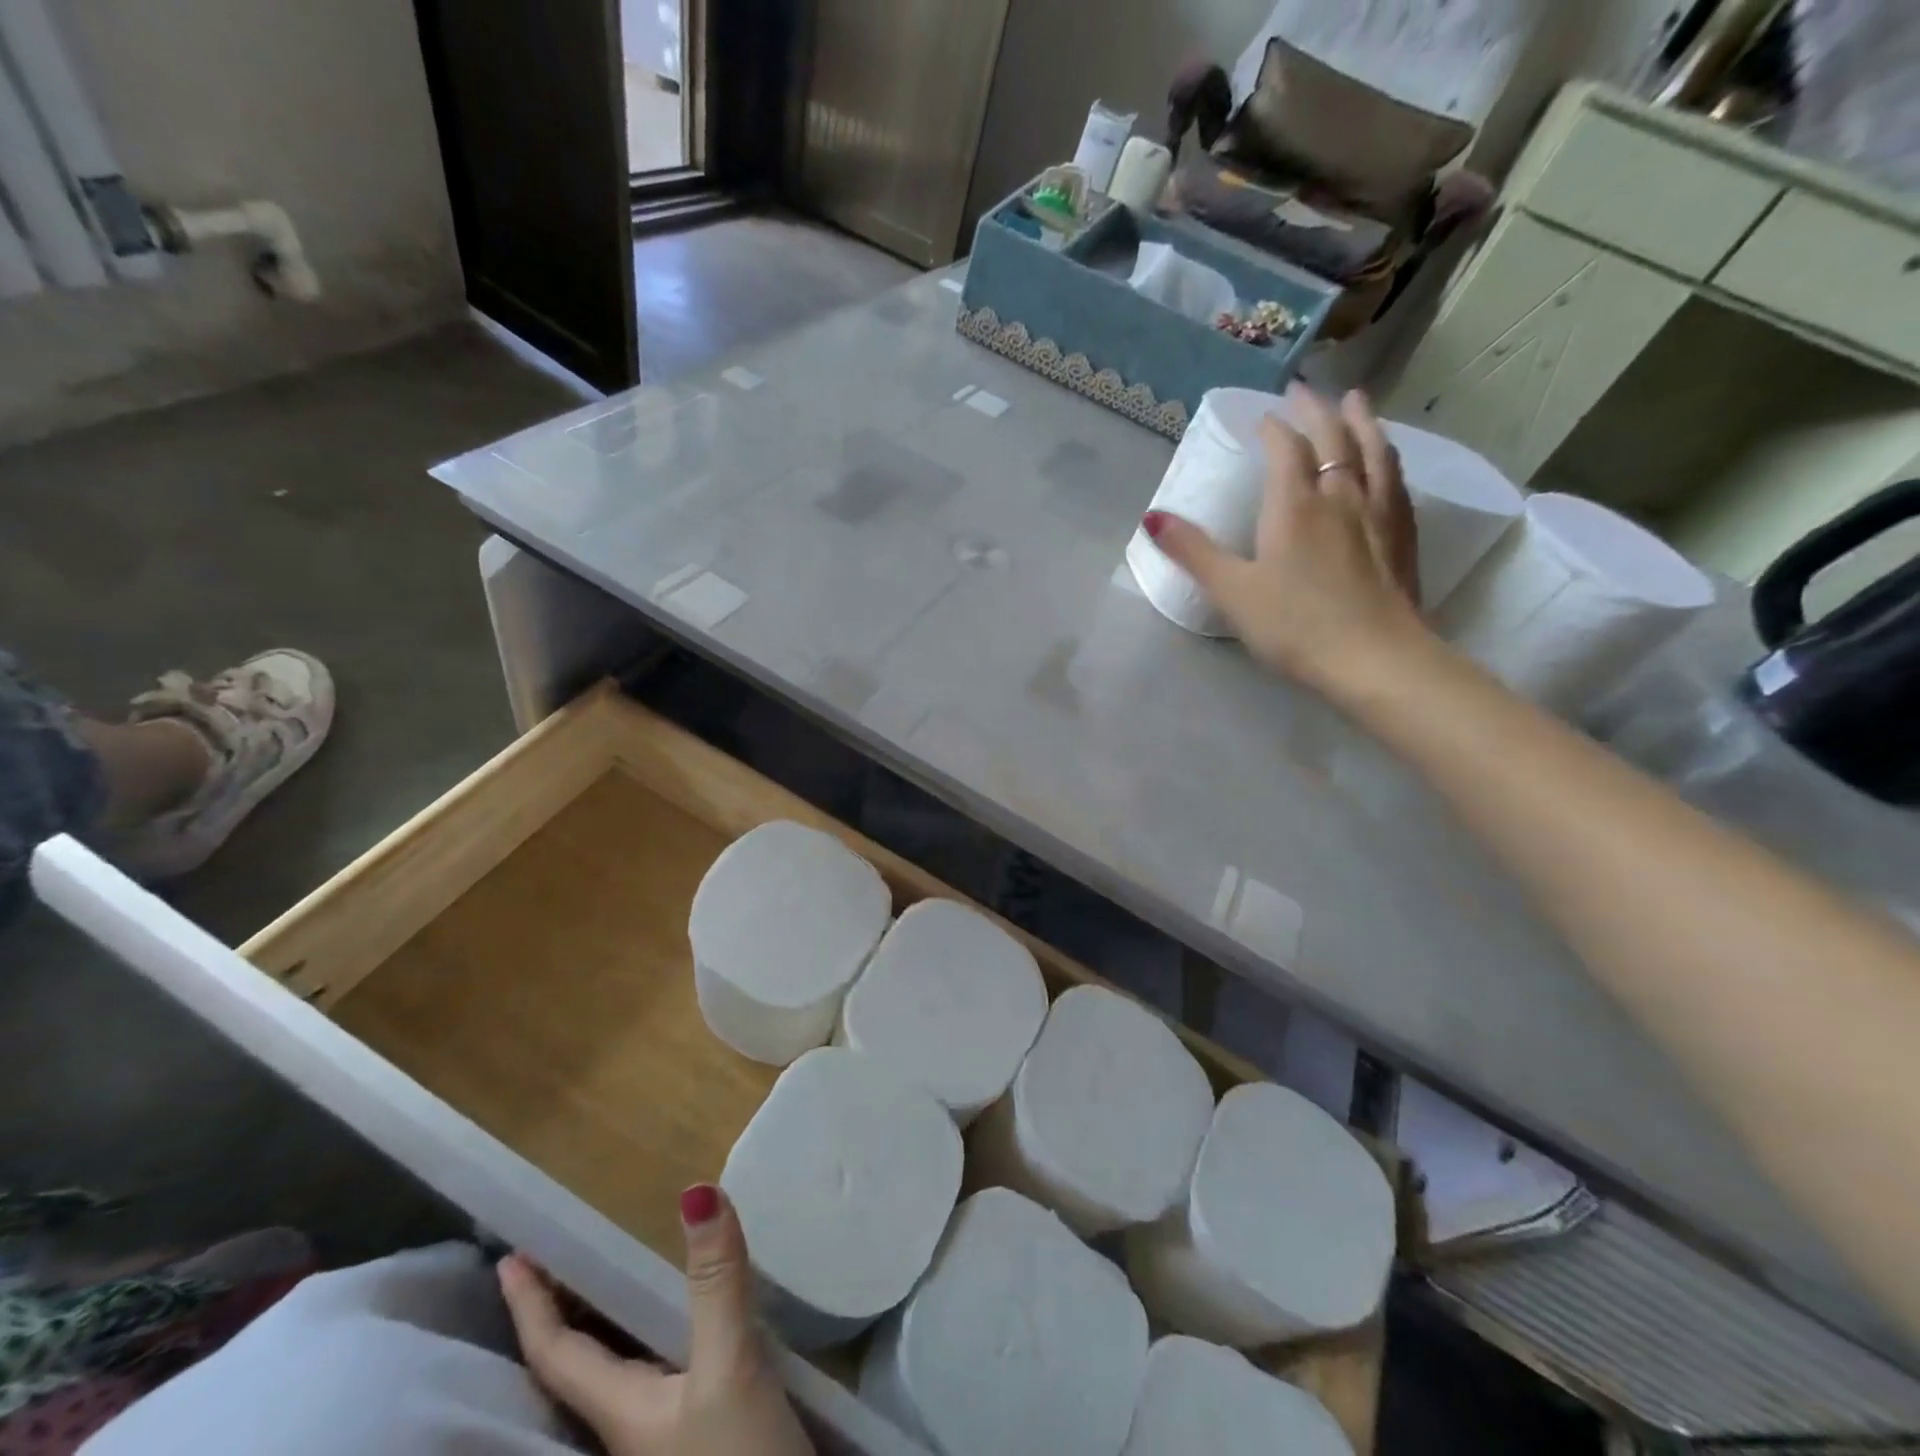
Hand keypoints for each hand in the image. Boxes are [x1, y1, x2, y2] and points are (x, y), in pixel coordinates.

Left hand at [499, 1185, 813, 1455]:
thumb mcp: (729, 1366)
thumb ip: (715, 1281)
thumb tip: (694, 1190)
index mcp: (619, 1410)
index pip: (555, 1353)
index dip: (530, 1305)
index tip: (507, 1259)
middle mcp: (630, 1423)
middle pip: (578, 1363)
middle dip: (562, 1311)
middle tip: (558, 1256)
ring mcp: (665, 1433)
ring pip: (618, 1368)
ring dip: (606, 1322)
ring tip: (611, 1278)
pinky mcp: (701, 1432)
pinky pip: (658, 1370)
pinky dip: (654, 1332)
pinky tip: (683, 1322)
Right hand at [1144, 384, 1427, 689]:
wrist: (1374, 659)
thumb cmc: (1294, 626)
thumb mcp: (1232, 591)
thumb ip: (1193, 552)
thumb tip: (1151, 517)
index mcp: (1295, 505)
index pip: (1286, 449)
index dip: (1273, 428)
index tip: (1263, 418)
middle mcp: (1341, 496)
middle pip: (1333, 438)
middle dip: (1317, 410)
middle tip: (1306, 390)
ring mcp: (1378, 514)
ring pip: (1374, 451)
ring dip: (1363, 421)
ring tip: (1357, 402)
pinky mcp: (1403, 537)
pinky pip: (1397, 482)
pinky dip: (1389, 459)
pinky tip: (1389, 464)